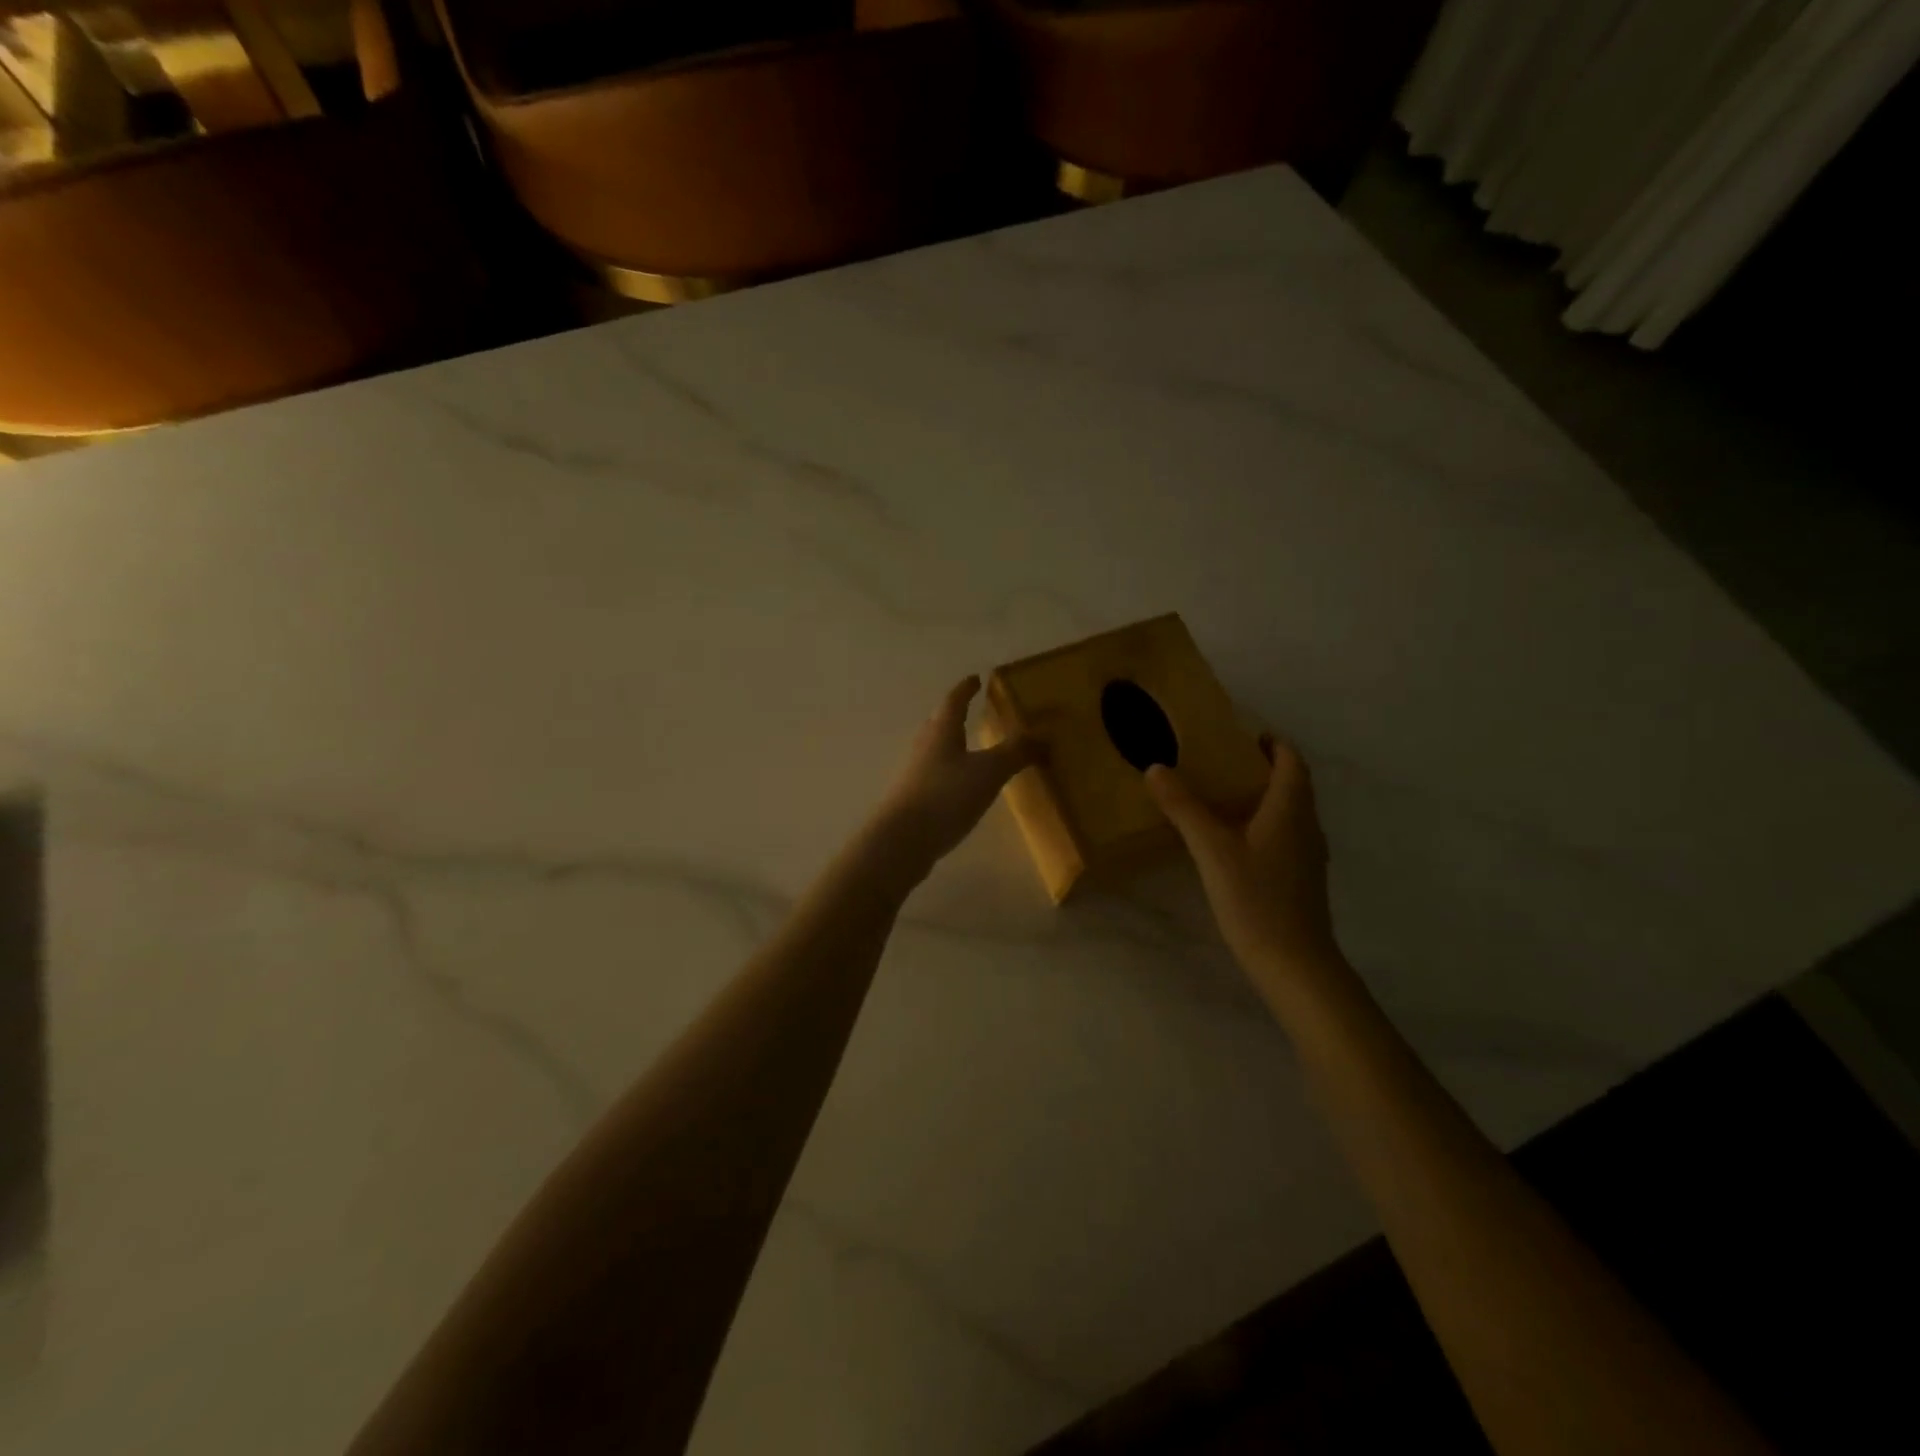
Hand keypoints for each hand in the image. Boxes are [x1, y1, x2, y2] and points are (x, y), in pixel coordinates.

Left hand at [873, 676, 1039, 872]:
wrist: (902, 840)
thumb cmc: (946, 795)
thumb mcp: (989, 771)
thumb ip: (1016, 752)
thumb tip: (1044, 735)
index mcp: (941, 731)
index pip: (954, 701)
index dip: (966, 689)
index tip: (975, 679)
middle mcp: (924, 746)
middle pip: (939, 723)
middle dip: (954, 714)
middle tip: (970, 709)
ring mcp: (914, 774)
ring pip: (935, 750)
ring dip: (950, 744)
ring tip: (968, 747)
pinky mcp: (912, 800)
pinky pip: (933, 776)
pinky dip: (948, 772)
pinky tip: (958, 786)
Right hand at [1145, 737, 1342, 983]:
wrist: (1294, 964)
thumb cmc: (1256, 899)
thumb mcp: (1212, 850)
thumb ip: (1184, 808)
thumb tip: (1156, 768)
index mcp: (1290, 810)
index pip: (1292, 762)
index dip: (1273, 743)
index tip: (1245, 734)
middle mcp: (1306, 827)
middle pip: (1292, 785)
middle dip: (1264, 767)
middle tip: (1224, 762)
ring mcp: (1307, 856)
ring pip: (1289, 812)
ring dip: (1263, 797)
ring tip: (1224, 796)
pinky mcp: (1300, 879)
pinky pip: (1284, 835)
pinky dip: (1263, 824)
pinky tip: (1234, 841)